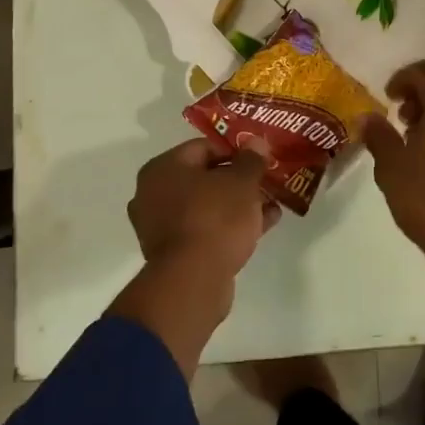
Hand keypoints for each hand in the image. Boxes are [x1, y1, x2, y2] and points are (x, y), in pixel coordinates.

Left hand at [109, 138, 277, 377]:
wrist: (193, 282)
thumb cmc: (215, 218)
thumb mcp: (242, 182)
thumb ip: (251, 159)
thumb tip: (256, 142)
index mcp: (163, 169)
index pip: (204, 147)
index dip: (235, 150)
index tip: (260, 158)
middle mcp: (153, 194)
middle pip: (204, 178)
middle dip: (237, 180)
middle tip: (265, 181)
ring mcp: (160, 227)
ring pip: (206, 206)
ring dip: (237, 204)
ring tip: (271, 204)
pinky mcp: (173, 254)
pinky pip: (205, 229)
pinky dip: (230, 226)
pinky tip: (263, 225)